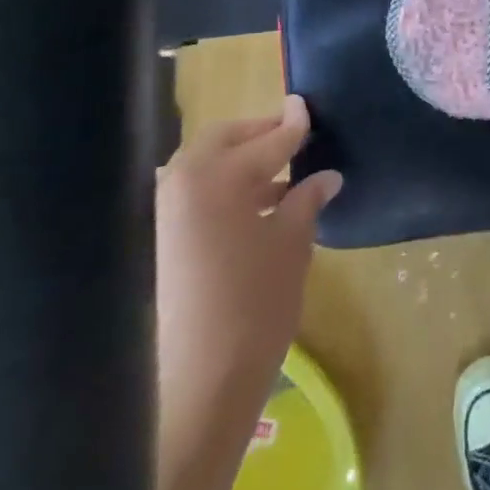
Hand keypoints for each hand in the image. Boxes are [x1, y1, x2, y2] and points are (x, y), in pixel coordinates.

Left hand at [155, 97, 342, 489]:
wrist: (199, 385)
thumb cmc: (254, 303)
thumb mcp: (291, 243)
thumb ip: (306, 199)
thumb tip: (326, 175)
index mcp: (218, 175)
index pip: (268, 139)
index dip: (294, 123)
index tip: (308, 104)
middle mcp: (183, 183)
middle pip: (225, 139)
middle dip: (260, 133)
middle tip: (293, 136)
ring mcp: (166, 213)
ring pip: (208, 165)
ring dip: (242, 161)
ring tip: (282, 176)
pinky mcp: (162, 241)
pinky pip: (197, 193)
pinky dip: (226, 188)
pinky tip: (259, 207)